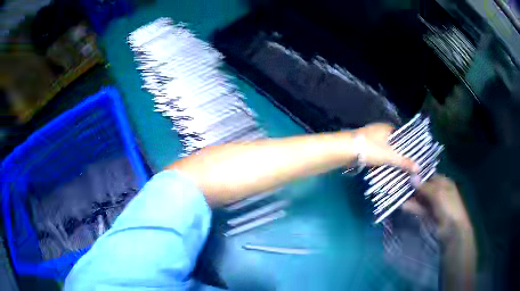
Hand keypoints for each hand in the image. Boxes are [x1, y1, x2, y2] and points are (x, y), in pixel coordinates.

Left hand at [353, 123, 418, 172]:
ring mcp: (367, 137)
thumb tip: (419, 168)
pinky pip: (373, 153)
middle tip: (404, 164)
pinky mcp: (360, 146)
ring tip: (394, 168)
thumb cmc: (370, 149)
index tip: (411, 154)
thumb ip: (404, 162)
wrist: (344, 150)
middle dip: (396, 152)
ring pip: (381, 147)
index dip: (406, 144)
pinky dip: (377, 159)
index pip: (400, 134)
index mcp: (386, 128)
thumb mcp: (389, 156)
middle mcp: (377, 130)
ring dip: (386, 156)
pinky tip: (380, 167)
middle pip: (390, 142)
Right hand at [403, 175, 471, 237]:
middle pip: (423, 187)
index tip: (406, 173)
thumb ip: (424, 186)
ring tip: (397, 195)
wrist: (452, 230)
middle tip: (399, 185)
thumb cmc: (448, 206)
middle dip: (413, 187)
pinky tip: (402, 206)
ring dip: (410, 198)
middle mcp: (438, 192)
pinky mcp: (428, 215)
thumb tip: (412, 176)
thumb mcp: (438, 193)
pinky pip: (419, 209)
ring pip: (420, 199)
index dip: (418, 175)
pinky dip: (412, 207)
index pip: (429, 176)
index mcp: (443, 182)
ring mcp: (433, 204)